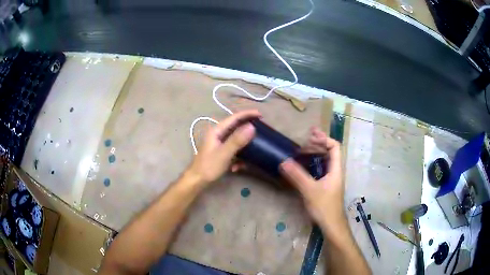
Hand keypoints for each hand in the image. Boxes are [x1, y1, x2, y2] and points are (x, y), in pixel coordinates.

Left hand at [188, 110, 259, 184]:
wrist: (197, 181)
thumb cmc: (208, 166)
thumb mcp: (224, 153)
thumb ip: (237, 140)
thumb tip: (252, 126)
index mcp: (217, 131)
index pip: (234, 118)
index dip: (247, 114)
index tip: (261, 115)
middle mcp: (218, 135)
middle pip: (236, 127)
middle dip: (248, 128)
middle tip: (262, 129)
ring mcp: (219, 144)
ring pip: (236, 139)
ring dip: (244, 145)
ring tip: (255, 148)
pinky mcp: (221, 153)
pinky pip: (233, 150)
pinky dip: (238, 157)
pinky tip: (239, 167)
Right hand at [279, 127, 345, 234]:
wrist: (331, 225)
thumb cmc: (324, 207)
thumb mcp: (309, 190)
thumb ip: (297, 176)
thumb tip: (283, 161)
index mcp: (336, 169)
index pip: (335, 147)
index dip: (324, 139)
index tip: (311, 136)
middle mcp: (335, 171)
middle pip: (330, 152)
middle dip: (317, 144)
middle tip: (303, 143)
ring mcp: (331, 179)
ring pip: (325, 161)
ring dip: (315, 154)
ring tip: (302, 152)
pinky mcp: (326, 186)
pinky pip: (321, 169)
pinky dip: (313, 164)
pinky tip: (303, 167)